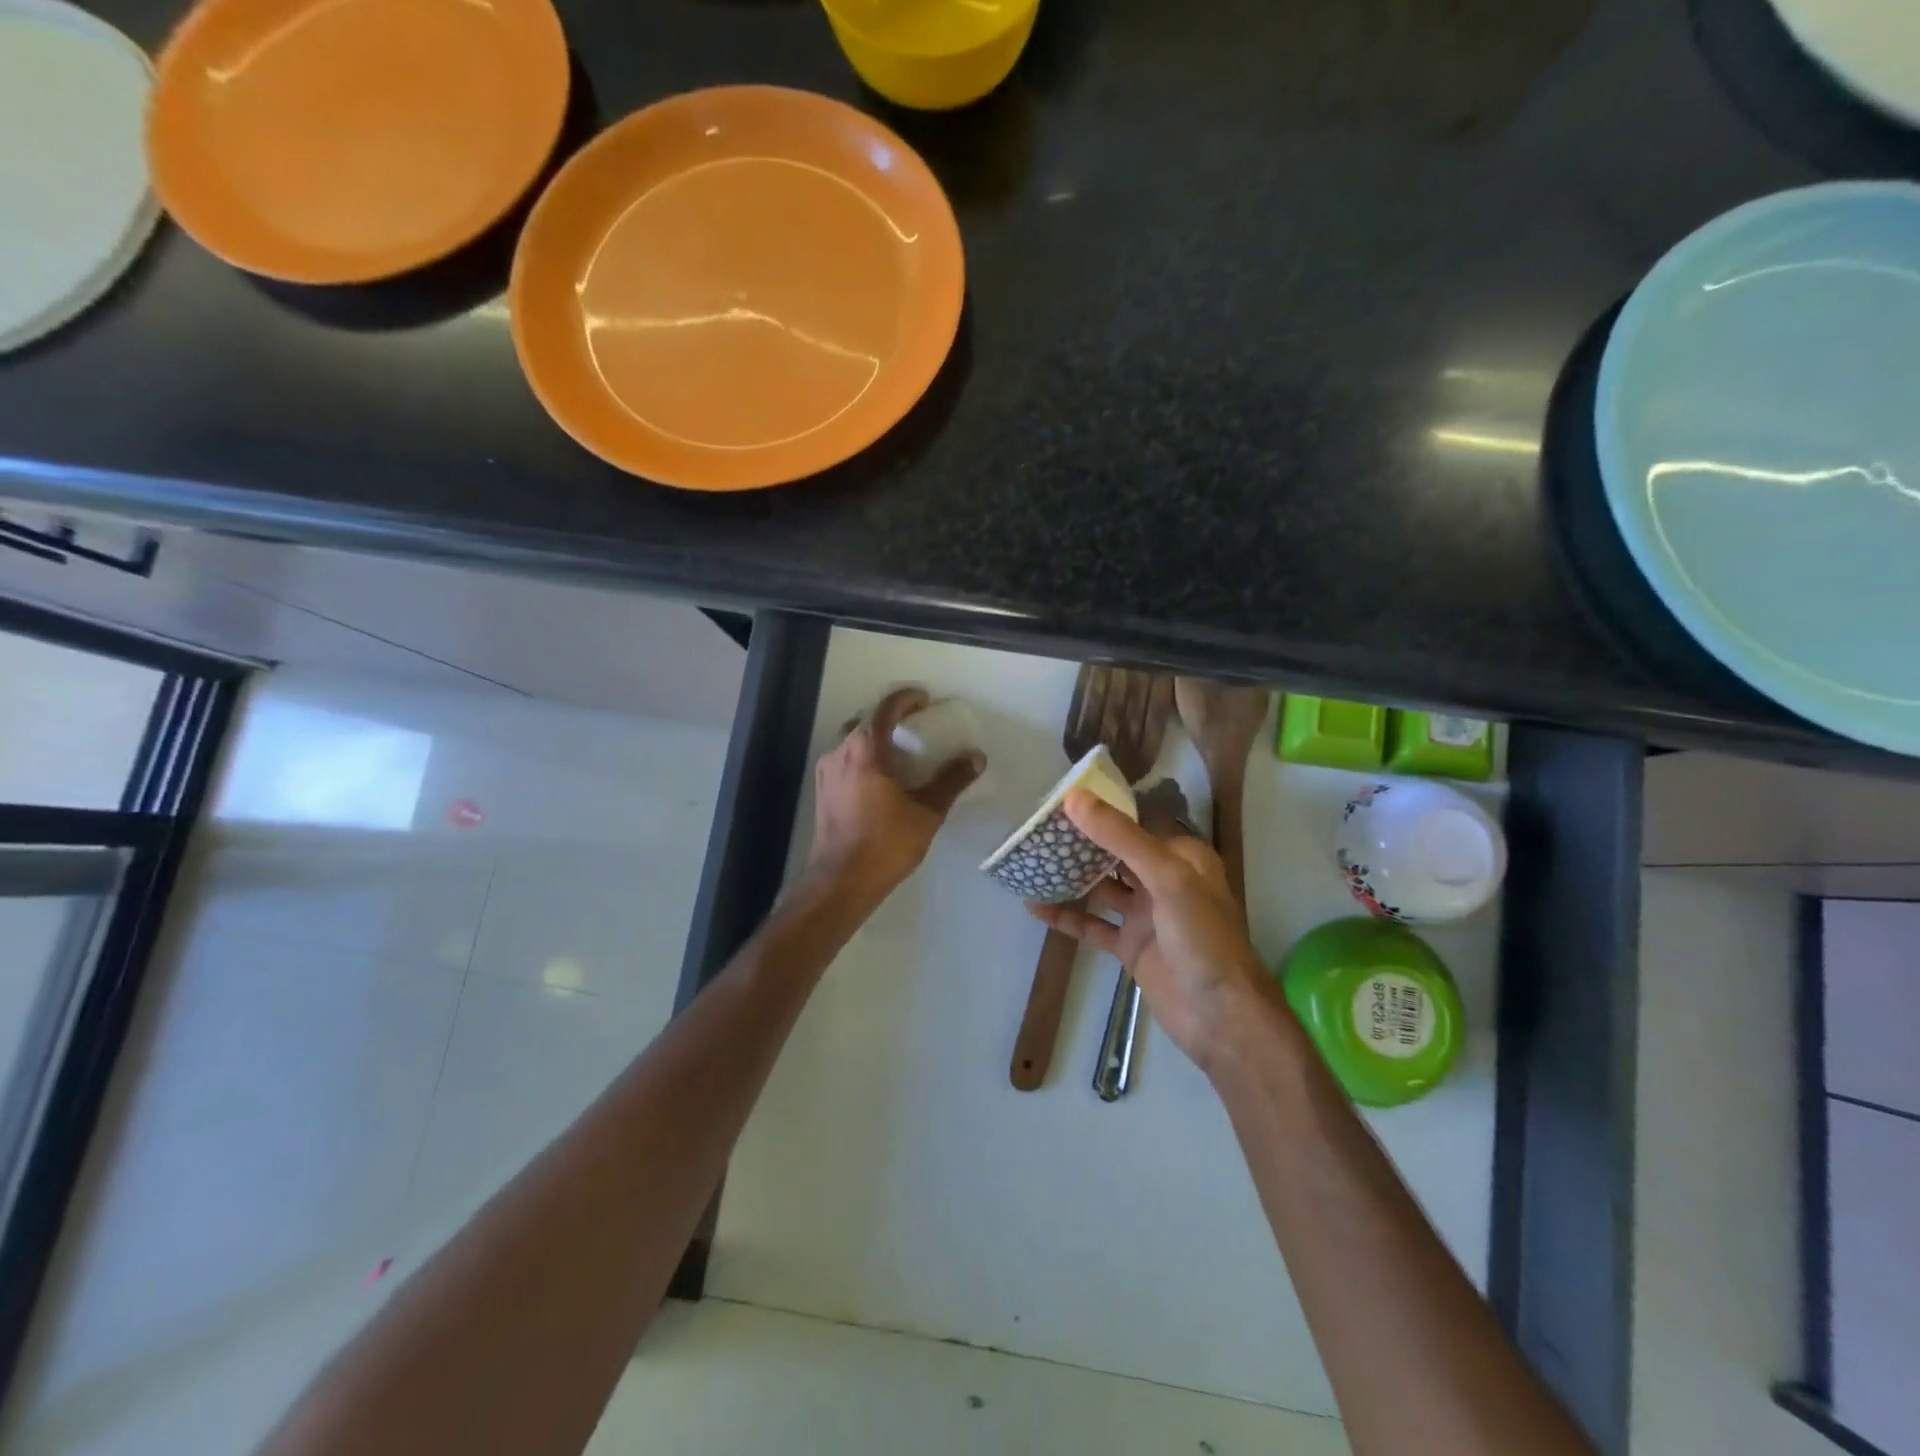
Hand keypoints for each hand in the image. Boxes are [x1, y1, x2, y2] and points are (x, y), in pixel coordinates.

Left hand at [805, 687, 984, 900]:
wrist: (841, 881)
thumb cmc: (886, 843)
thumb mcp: (927, 812)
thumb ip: (951, 781)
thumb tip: (976, 758)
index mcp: (866, 749)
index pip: (886, 707)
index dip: (907, 698)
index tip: (925, 700)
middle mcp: (840, 751)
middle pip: (866, 719)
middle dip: (891, 717)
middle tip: (916, 727)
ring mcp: (827, 770)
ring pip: (852, 739)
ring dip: (875, 737)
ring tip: (900, 752)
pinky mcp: (822, 789)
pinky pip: (844, 758)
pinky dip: (864, 756)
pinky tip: (880, 777)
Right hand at [1028, 789, 1268, 1070]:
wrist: (1220, 1017)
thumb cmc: (1202, 937)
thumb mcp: (1166, 877)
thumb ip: (1121, 837)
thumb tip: (1075, 799)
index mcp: (1181, 858)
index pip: (1135, 823)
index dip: (1101, 810)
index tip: (1060, 798)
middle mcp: (1163, 881)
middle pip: (1115, 854)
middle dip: (1081, 842)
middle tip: (1037, 827)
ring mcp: (1145, 915)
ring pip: (1101, 888)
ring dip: (1070, 877)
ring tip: (1031, 860)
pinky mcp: (1130, 946)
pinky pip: (1093, 925)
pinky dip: (1066, 915)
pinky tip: (1034, 906)